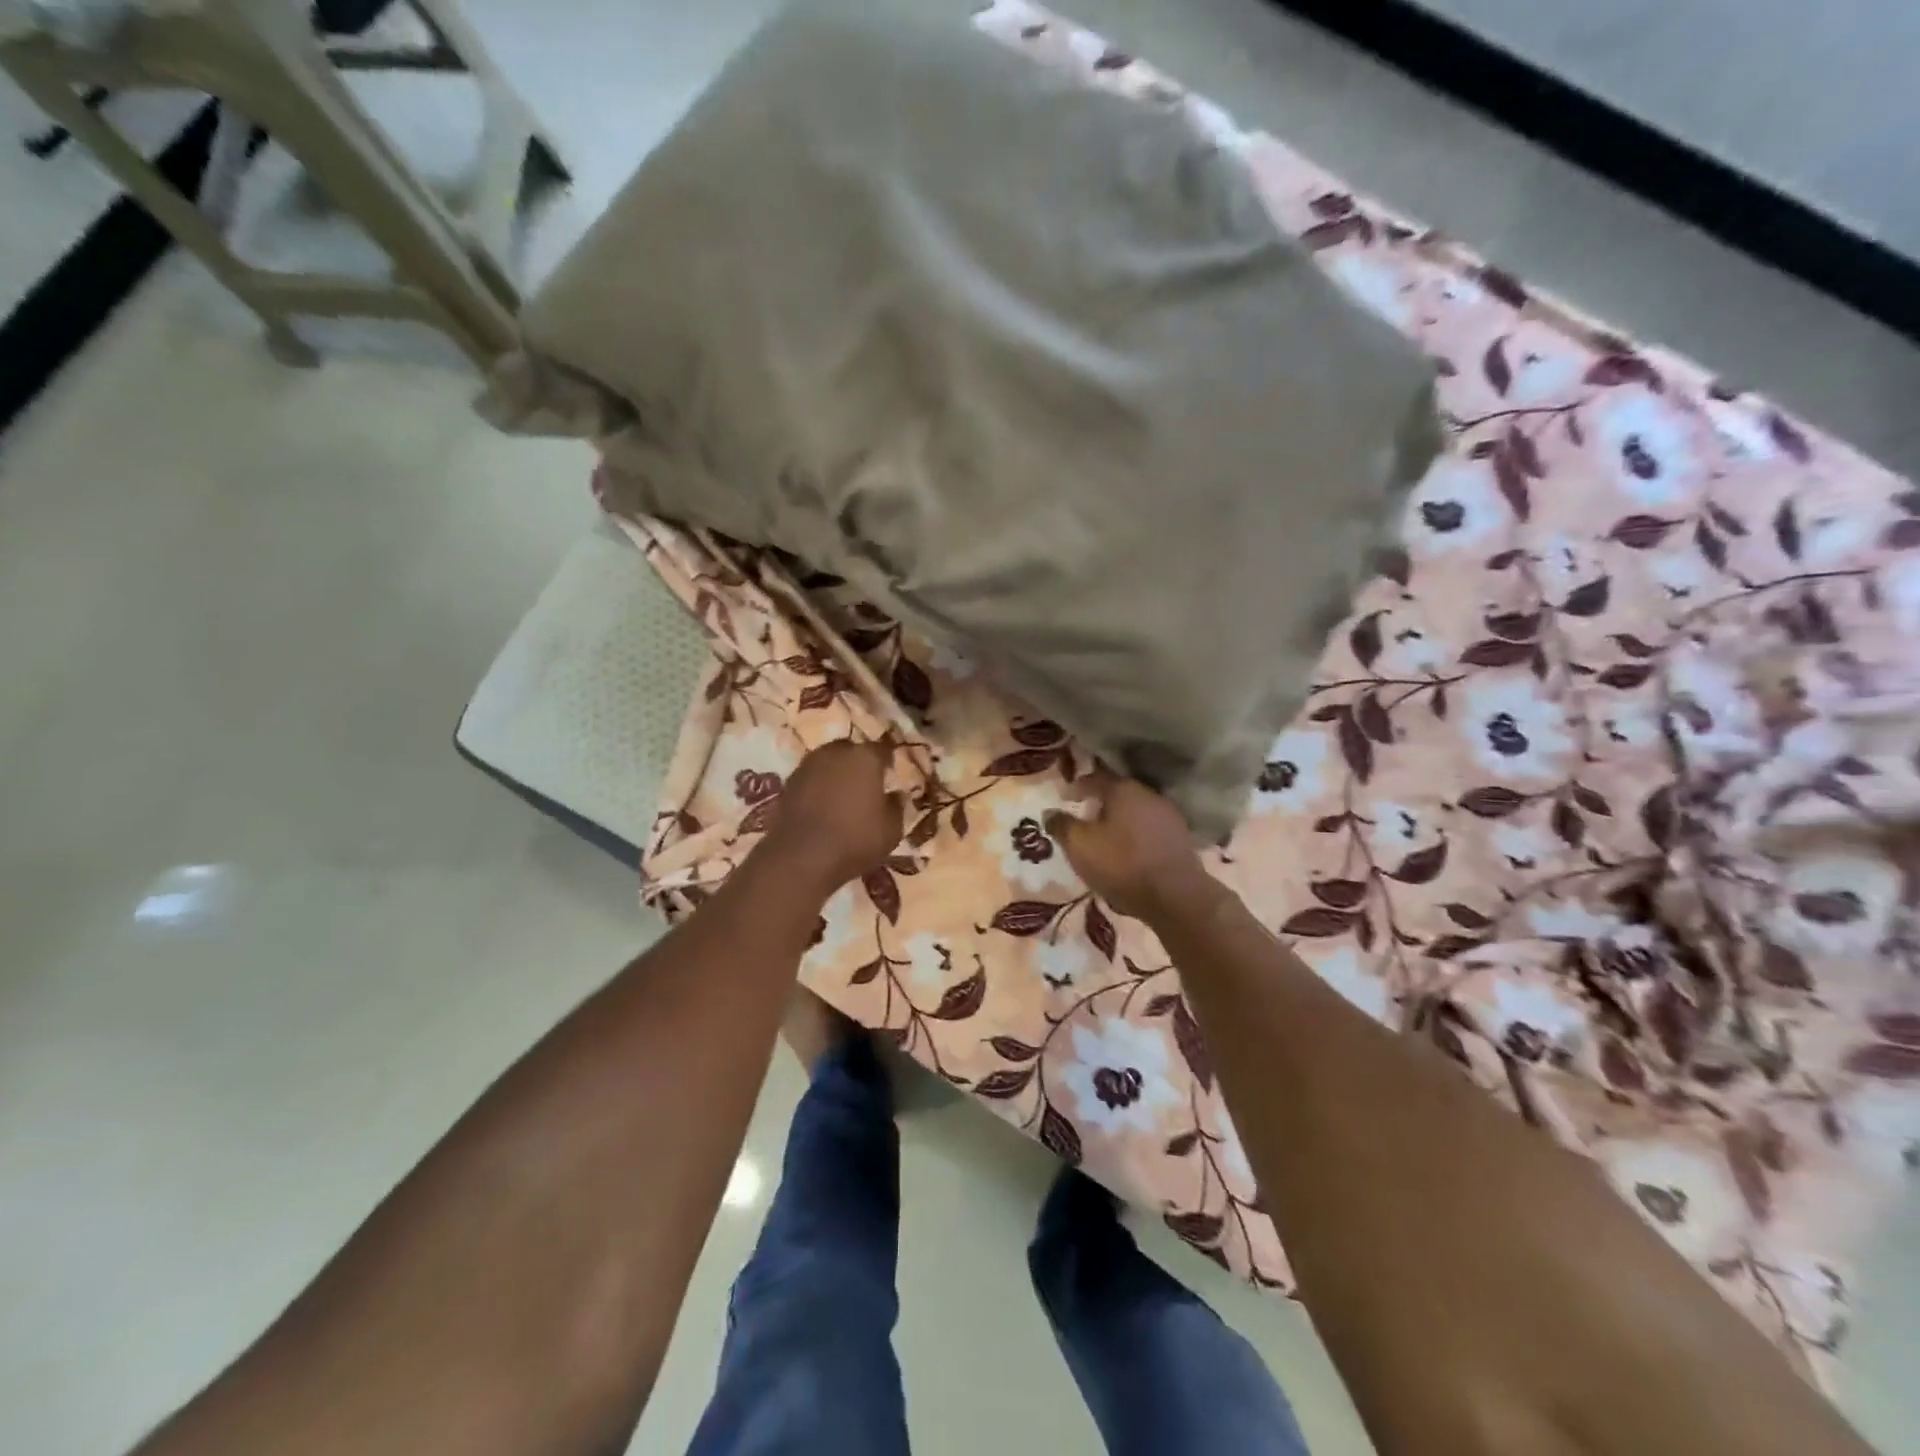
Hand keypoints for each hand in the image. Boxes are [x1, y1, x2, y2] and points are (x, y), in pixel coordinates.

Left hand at [760, 740, 903, 894]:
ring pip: (828, 762)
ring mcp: (808, 765)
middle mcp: (836, 752)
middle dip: (859, 762)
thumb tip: (895, 794)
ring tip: (842, 794)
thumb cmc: (855, 840)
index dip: (888, 760)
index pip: (882, 749)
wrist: (801, 857)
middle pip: (851, 750)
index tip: (892, 771)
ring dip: (836, 773)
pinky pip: (811, 778)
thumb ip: (896, 807)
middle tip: (866, 782)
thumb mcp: (892, 830)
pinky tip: (822, 805)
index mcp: (865, 757)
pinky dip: (818, 787)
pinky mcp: (788, 783)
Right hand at [1047, 773, 1218, 922]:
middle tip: (1083, 816)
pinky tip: (1128, 850)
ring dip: (1119, 819)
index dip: (1077, 786)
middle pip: (1118, 792)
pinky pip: (1149, 828)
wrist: (1175, 897)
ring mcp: (1169, 815)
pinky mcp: (1181, 838)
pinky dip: (1135, 834)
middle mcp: (1148, 794)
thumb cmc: (1122, 865)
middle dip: (1099, 802)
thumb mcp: (1080, 846)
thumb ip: (1062, 826)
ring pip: (1135, 810)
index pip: (1094, 777)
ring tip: (1105, 836)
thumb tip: (1049, 812)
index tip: (1064, 797)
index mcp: (1123, 789)